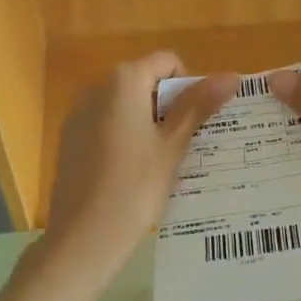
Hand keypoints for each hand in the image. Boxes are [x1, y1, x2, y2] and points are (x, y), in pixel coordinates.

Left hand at [43, 53, 238, 274]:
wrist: (82, 238)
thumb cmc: (135, 189)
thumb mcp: (172, 146)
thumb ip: (198, 106)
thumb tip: (231, 76)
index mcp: (123, 81)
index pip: (167, 62)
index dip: (189, 86)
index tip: (195, 124)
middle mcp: (96, 88)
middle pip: (144, 82)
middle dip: (169, 106)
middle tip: (183, 146)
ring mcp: (78, 114)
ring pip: (125, 106)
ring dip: (148, 124)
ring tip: (161, 164)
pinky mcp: (69, 140)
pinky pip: (106, 126)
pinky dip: (125, 138)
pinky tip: (132, 175)